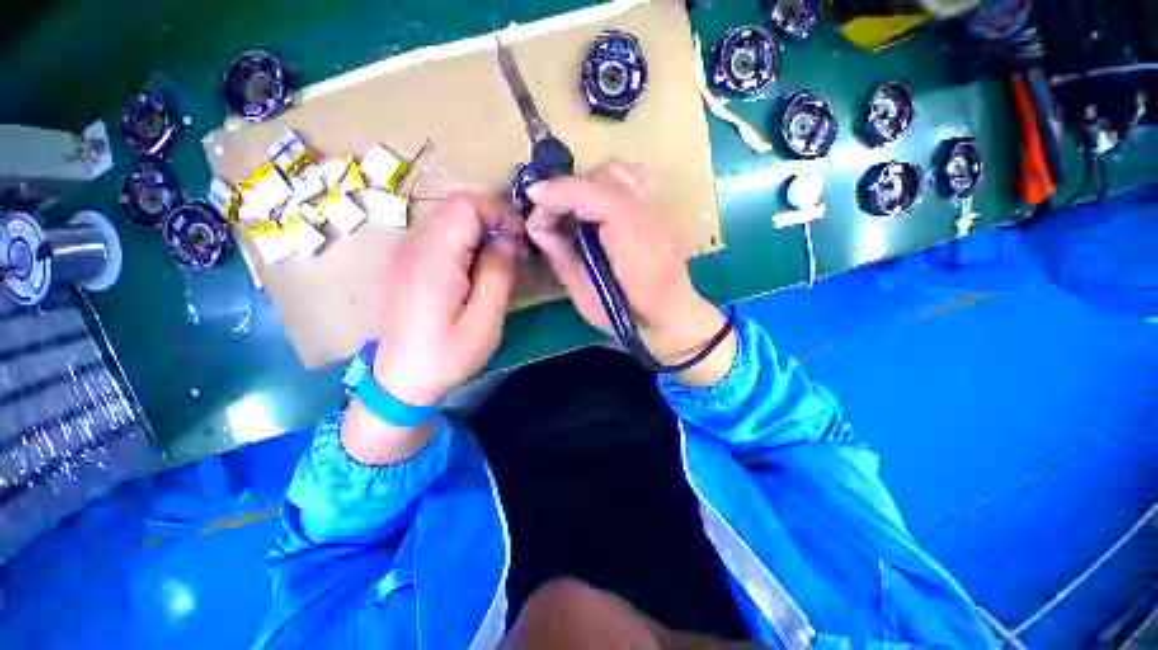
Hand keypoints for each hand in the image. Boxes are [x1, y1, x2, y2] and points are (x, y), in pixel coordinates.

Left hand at [374, 192, 525, 405]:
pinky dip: (464, 241)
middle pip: (456, 207)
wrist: (400, 379)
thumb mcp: (484, 322)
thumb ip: (498, 274)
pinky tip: (476, 269)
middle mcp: (413, 247)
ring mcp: (405, 253)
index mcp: (433, 261)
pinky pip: (439, 235)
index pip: (466, 206)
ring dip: (480, 230)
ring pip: (448, 219)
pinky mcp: (405, 262)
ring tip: (500, 261)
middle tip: (515, 250)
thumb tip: (510, 238)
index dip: (499, 212)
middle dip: (493, 219)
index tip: (521, 238)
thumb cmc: (446, 356)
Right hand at [526, 161, 733, 384]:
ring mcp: (661, 212)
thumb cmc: (626, 318)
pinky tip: (600, 202)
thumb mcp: (586, 298)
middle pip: (606, 178)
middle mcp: (653, 220)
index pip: (599, 197)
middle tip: (551, 215)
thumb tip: (537, 226)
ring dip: (589, 183)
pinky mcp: (660, 211)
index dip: (563, 192)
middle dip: (570, 190)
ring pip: (620, 172)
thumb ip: (562, 258)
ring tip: (574, 209)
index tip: (534, 198)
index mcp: (636, 247)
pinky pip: (635, 178)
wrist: (671, 316)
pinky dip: (611, 181)